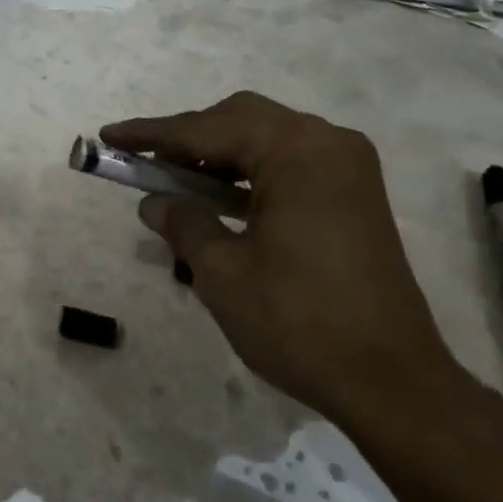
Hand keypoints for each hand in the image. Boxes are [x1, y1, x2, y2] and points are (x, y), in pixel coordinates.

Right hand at [102, 92, 466, 431]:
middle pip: (240, 119)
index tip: (109, 136)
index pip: (206, 129)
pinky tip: (219, 198)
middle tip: (144, 162)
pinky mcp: (354, 193)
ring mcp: (347, 167)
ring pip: (265, 138)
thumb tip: (154, 202)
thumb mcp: (222, 273)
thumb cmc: (300, 324)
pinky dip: (249, 172)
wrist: (393, 382)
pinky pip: (289, 163)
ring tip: (174, 181)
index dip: (152, 134)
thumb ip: (183, 223)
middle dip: (188, 138)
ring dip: (217, 155)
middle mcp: (327, 143)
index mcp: (296, 152)